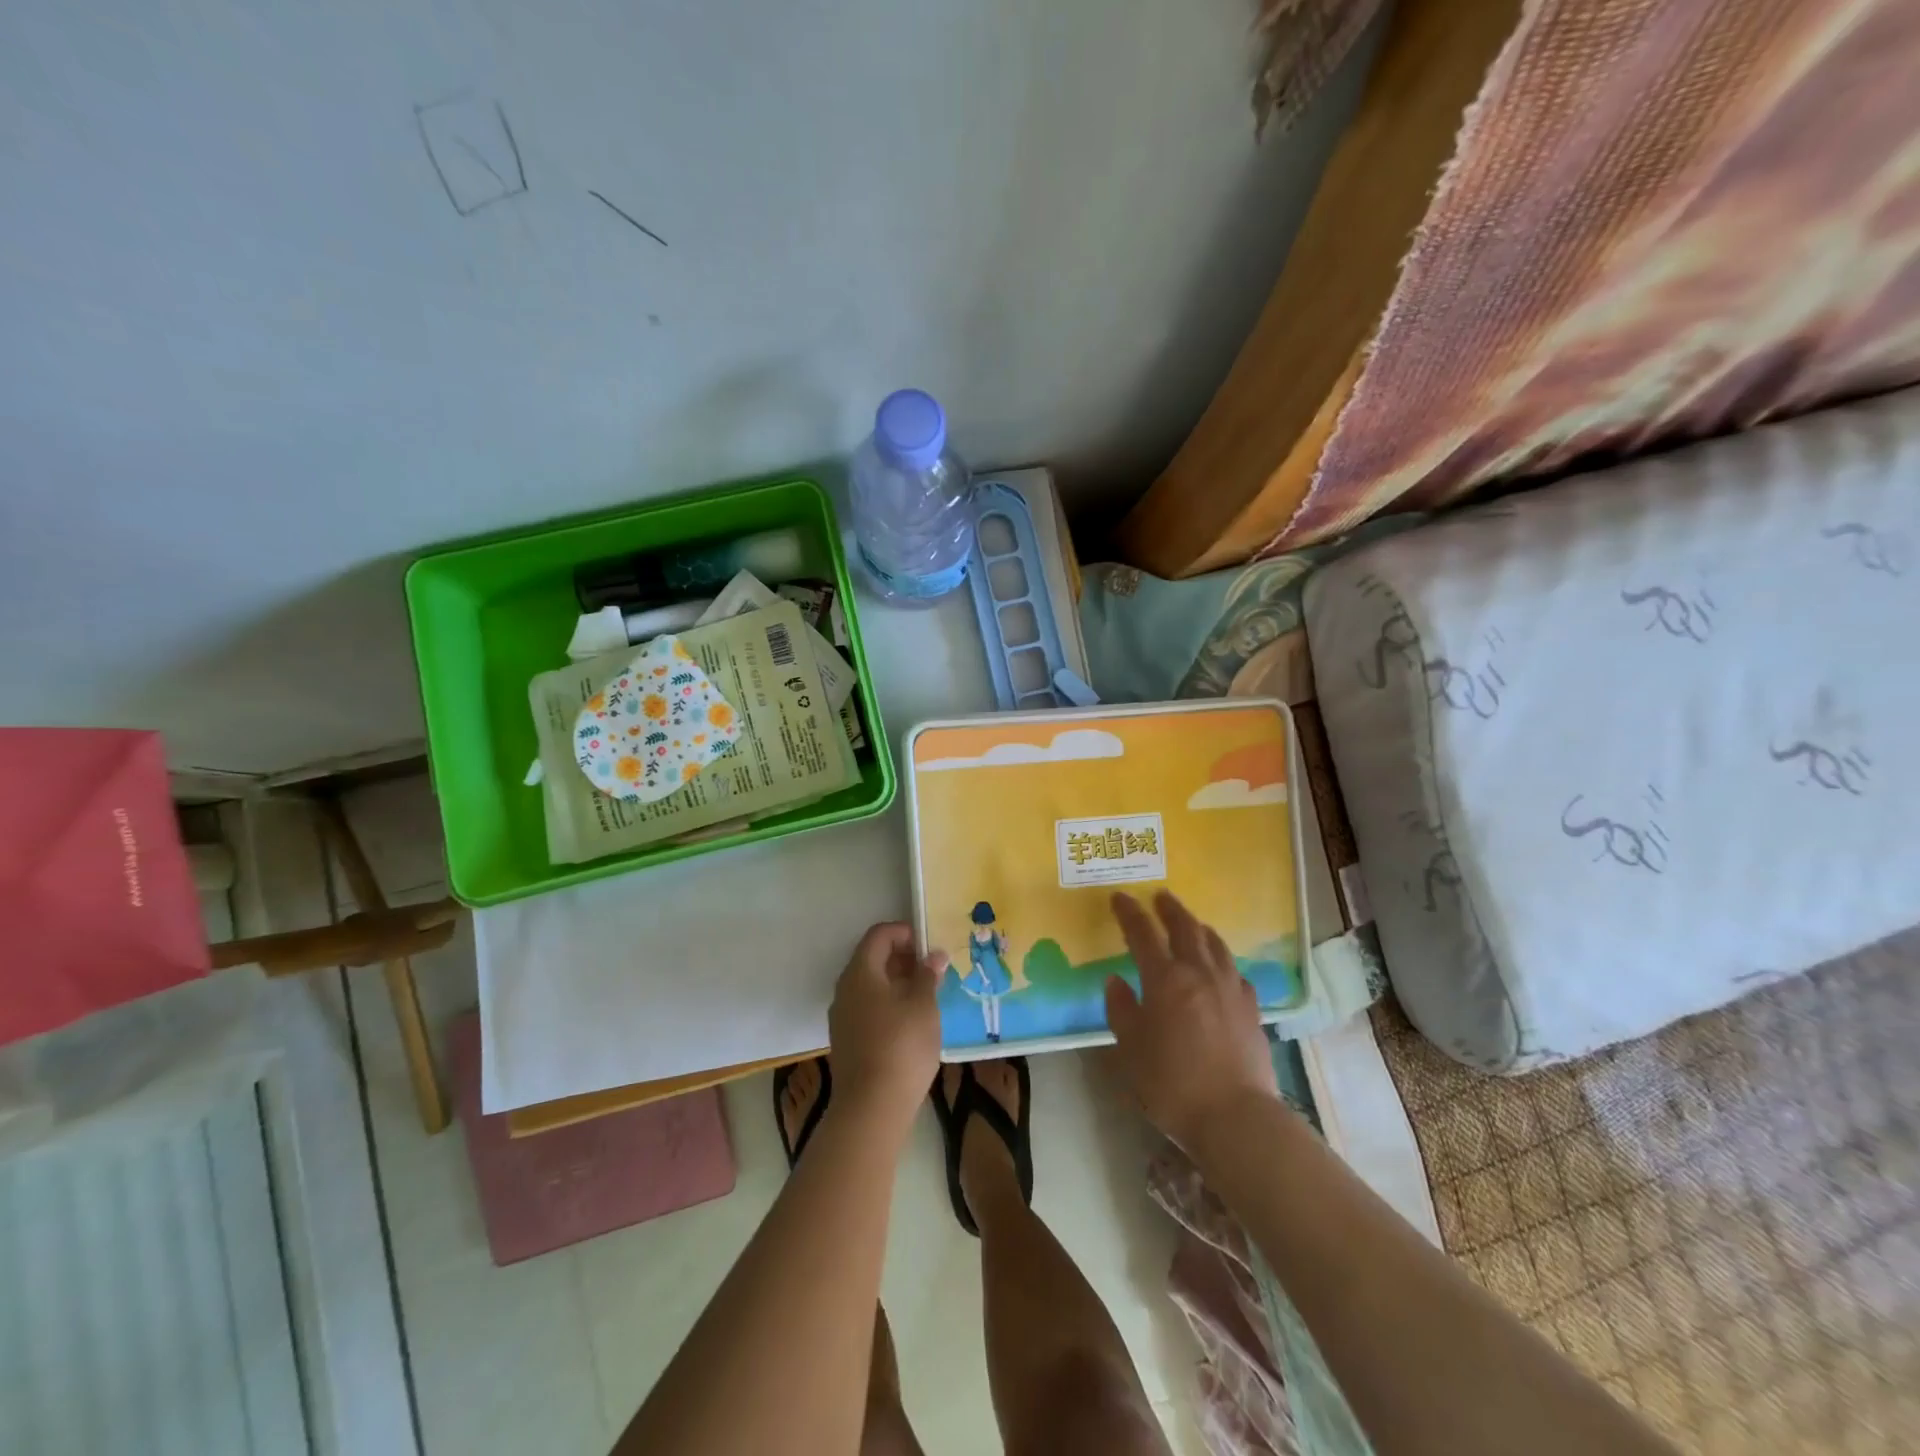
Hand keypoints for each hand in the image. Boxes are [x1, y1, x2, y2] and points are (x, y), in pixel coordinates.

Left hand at [828, 923, 948, 1132]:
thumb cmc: (901, 1046)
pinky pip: (869, 1008)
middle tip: (934, 970)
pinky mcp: (847, 1041)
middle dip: (904, 958)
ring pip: (871, 986)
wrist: (871, 1109)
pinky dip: (890, 1004)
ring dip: (898, 983)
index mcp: (860, 973)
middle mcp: (845, 989)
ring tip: (928, 995)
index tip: (931, 945)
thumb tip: (934, 955)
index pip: (879, 935)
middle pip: (873, 959)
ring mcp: (843, 1017)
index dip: (905, 933)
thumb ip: (928, 975)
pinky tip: (913, 1022)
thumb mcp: (923, 1006)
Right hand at [1105, 892, 1279, 1151]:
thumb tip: (1116, 981)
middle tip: (1160, 897)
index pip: (1143, 933)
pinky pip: (1235, 971)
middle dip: (1170, 909)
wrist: (1236, 1117)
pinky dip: (1222, 960)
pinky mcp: (1252, 1009)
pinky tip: (1221, 968)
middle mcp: (1200, 973)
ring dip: (1199, 928)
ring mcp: (1231, 989)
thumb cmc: (1172, 1083)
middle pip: (1186, 928)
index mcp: (1166, 979)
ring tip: (1191, 923)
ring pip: (1216, 944)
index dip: (1129, 913)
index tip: (1120, 898)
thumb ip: (1121, 1010)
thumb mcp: (1131, 1049)